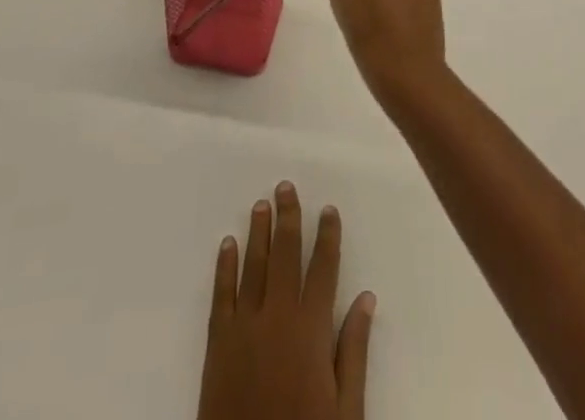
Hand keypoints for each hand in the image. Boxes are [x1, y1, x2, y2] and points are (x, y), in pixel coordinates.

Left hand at [197, 181, 375, 419]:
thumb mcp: (345, 411)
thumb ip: (354, 352)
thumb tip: (366, 299)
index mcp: (311, 330)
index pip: (323, 269)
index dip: (327, 236)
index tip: (329, 209)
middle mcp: (277, 317)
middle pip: (285, 255)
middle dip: (288, 218)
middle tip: (287, 187)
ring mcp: (244, 326)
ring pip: (253, 265)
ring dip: (258, 232)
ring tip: (261, 204)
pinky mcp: (218, 342)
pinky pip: (222, 293)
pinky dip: (225, 266)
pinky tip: (228, 244)